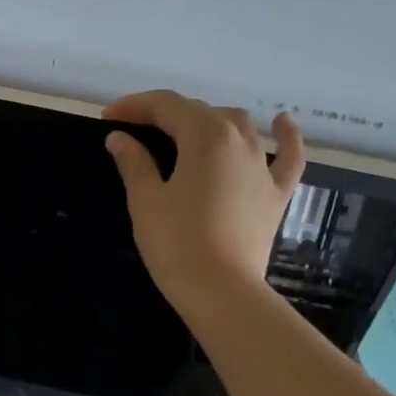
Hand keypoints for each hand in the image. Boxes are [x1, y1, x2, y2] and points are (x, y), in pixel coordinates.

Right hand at [103, 90, 305, 312]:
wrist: (220, 288)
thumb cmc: (175, 242)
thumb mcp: (146, 200)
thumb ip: (134, 163)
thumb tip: (120, 138)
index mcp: (205, 136)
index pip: (166, 106)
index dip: (135, 106)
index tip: (108, 117)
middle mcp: (239, 140)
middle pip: (200, 112)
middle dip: (164, 114)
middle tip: (133, 129)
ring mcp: (263, 165)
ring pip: (239, 125)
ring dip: (209, 120)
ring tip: (185, 131)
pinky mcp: (276, 192)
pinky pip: (287, 155)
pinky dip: (285, 136)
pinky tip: (281, 123)